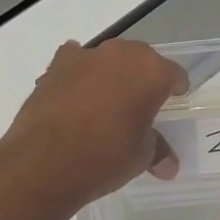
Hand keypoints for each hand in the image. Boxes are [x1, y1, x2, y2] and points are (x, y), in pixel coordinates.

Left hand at [0, 39, 187, 205]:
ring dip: (109, 75)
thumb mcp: (140, 157)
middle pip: (140, 60)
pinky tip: (74, 97)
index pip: (173, 74)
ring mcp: (85, 56)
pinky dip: (78, 75)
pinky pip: (75, 63)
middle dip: (142, 78)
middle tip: (140, 105)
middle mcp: (121, 54)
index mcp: (151, 71)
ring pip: (107, 59)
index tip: (172, 103)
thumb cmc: (105, 157)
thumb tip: (168, 165)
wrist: (44, 162)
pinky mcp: (55, 66)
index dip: (175, 89)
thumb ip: (157, 151)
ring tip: (105, 103)